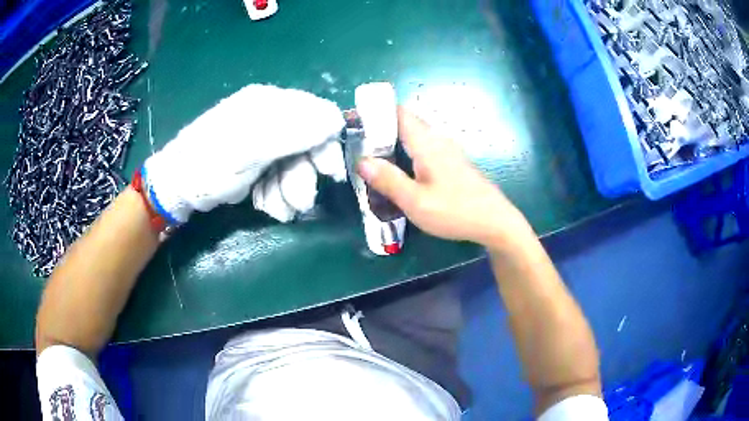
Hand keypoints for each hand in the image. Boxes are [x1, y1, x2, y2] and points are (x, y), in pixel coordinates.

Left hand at [143, 84, 346, 223]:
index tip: (326, 172)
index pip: (318, 113)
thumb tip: (336, 121)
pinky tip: (265, 203)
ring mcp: (263, 141)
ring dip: (289, 190)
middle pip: (308, 143)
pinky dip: (277, 194)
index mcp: (268, 103)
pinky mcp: (257, 162)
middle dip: (304, 174)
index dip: (327, 142)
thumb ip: (292, 133)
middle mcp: (269, 117)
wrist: (176, 188)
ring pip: (295, 165)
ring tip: (274, 206)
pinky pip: (280, 176)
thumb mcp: (248, 149)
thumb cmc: (207, 166)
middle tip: (299, 200)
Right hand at [357, 108, 529, 246]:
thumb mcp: (416, 201)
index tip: (357, 122)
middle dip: (382, 128)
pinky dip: (407, 151)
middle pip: (406, 123)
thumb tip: (361, 160)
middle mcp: (438, 140)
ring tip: (374, 157)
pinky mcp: (453, 162)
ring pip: (416, 136)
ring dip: (395, 141)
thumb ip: (388, 180)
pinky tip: (401, 170)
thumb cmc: (455, 211)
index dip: (377, 112)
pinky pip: (425, 147)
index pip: (400, 113)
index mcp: (427, 143)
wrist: (494, 221)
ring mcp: (448, 151)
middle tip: (360, 145)